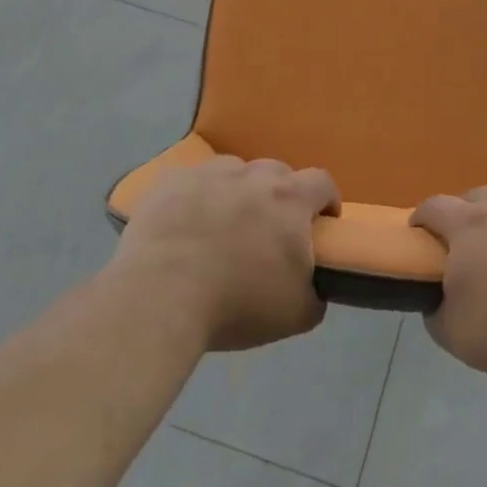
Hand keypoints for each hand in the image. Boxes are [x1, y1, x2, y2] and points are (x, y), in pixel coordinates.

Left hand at [115, 156, 337, 351]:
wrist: (159, 298)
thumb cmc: (236, 304)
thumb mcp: (297, 315)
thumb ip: (316, 293)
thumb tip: (315, 286)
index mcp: (289, 200)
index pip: (322, 182)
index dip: (326, 200)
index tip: (322, 223)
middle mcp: (251, 176)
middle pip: (276, 173)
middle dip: (280, 196)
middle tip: (269, 230)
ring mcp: (207, 174)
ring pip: (233, 172)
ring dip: (237, 192)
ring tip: (223, 224)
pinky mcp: (170, 182)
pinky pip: (192, 181)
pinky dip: (196, 197)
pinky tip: (185, 224)